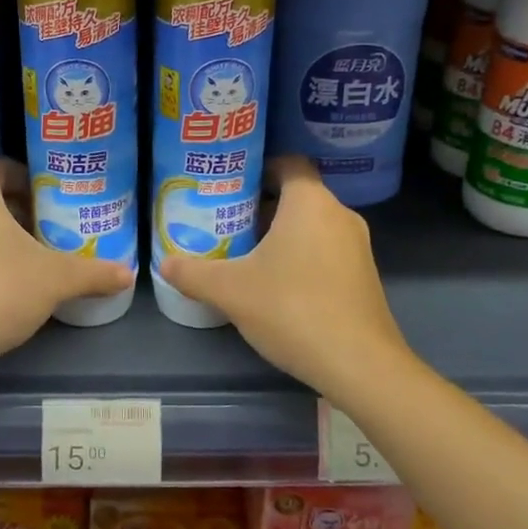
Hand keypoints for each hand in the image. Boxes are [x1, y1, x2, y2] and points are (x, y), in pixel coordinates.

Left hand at [0, 158, 133, 384]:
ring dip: (2, 237)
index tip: (58, 199)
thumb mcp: (56, 278)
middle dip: (23, 211)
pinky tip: (10, 283)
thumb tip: (128, 274)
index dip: (33, 179)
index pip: (3, 167)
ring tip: (37, 256)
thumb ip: (93, 272)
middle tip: (55, 228)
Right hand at [161, 157, 406, 396]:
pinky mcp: (364, 276)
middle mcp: (339, 215)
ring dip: (281, 234)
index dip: (258, 168)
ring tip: (245, 253)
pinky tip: (277, 285)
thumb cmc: (292, 309)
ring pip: (312, 225)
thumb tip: (164, 263)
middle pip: (297, 195)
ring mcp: (357, 246)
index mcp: (310, 202)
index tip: (230, 185)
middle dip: (261, 206)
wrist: (360, 365)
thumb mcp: (230, 291)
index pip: (288, 163)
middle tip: (226, 221)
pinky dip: (301, 256)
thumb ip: (193, 273)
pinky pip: (326, 250)